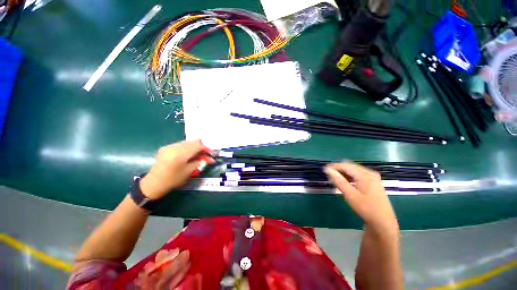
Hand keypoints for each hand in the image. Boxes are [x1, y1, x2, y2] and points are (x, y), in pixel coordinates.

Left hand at [139, 140, 213, 199]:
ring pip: (187, 142)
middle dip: (201, 147)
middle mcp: (174, 146)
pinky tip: (187, 155)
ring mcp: (169, 146)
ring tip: (197, 155)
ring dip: (194, 147)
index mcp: (180, 154)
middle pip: (193, 142)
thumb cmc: (173, 180)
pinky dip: (187, 148)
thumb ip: (200, 161)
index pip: (198, 145)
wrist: (154, 183)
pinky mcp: (165, 147)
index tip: (213, 154)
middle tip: (206, 155)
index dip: (207, 149)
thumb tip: (210, 158)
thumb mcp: (189, 171)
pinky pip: (180, 144)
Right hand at [325, 162, 398, 235]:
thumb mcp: (350, 195)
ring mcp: (372, 177)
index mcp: (365, 175)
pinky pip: (358, 175)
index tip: (324, 170)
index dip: (334, 166)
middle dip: (338, 170)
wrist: (383, 222)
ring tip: (334, 180)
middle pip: (350, 166)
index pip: (345, 165)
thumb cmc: (366, 208)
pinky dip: (349, 177)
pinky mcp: (372, 182)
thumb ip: (338, 180)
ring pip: (353, 170)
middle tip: (329, 176)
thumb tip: (327, 169)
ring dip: (343, 173)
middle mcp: (369, 173)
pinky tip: (345, 183)